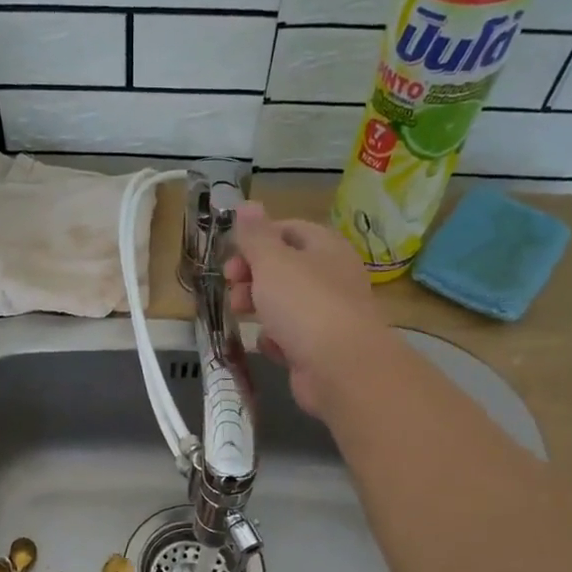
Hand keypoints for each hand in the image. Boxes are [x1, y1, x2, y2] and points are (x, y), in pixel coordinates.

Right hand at [225, 202, 384, 416]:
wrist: (340, 368)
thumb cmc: (304, 304)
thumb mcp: (272, 261)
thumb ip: (255, 235)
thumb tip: (247, 204)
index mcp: (325, 247)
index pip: (288, 230)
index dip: (256, 239)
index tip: (231, 256)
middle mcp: (330, 276)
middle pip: (283, 268)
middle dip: (251, 276)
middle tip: (231, 286)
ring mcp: (326, 314)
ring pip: (284, 304)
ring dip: (258, 307)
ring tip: (240, 315)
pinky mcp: (319, 348)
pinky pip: (290, 337)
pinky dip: (275, 340)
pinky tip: (269, 346)